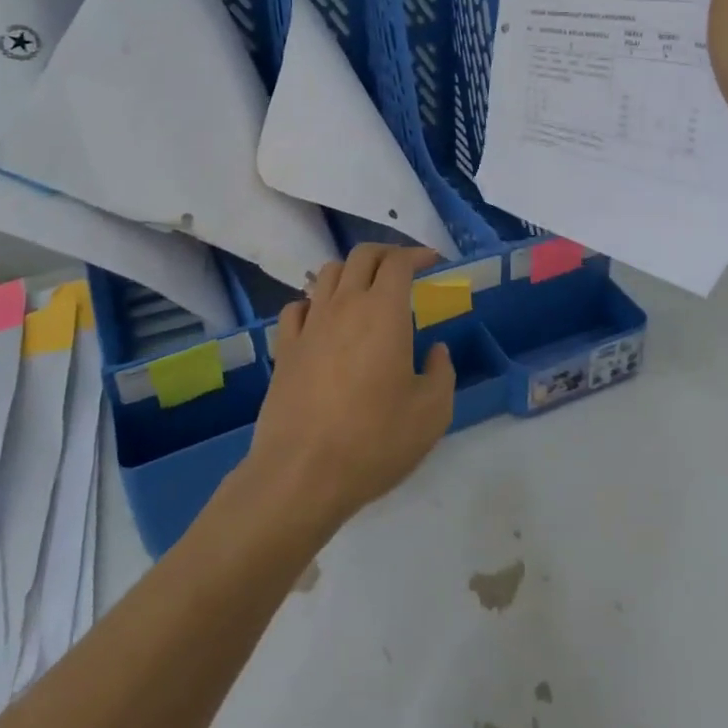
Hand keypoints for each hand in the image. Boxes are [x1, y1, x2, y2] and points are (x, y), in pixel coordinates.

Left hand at [245, 243, 455, 533]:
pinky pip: (297, 307)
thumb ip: (442, 373)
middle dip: (386, 254)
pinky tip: (323, 321)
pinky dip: (315, 302)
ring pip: (327, 274)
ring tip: (364, 291)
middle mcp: (344, 305)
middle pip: (361, 256)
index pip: (398, 262)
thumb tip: (436, 351)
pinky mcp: (285, 348)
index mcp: (384, 312)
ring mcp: (310, 324)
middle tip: (402, 269)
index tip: (432, 261)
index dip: (417, 255)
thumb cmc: (375, 440)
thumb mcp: (432, 413)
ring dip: (351, 272)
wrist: (302, 473)